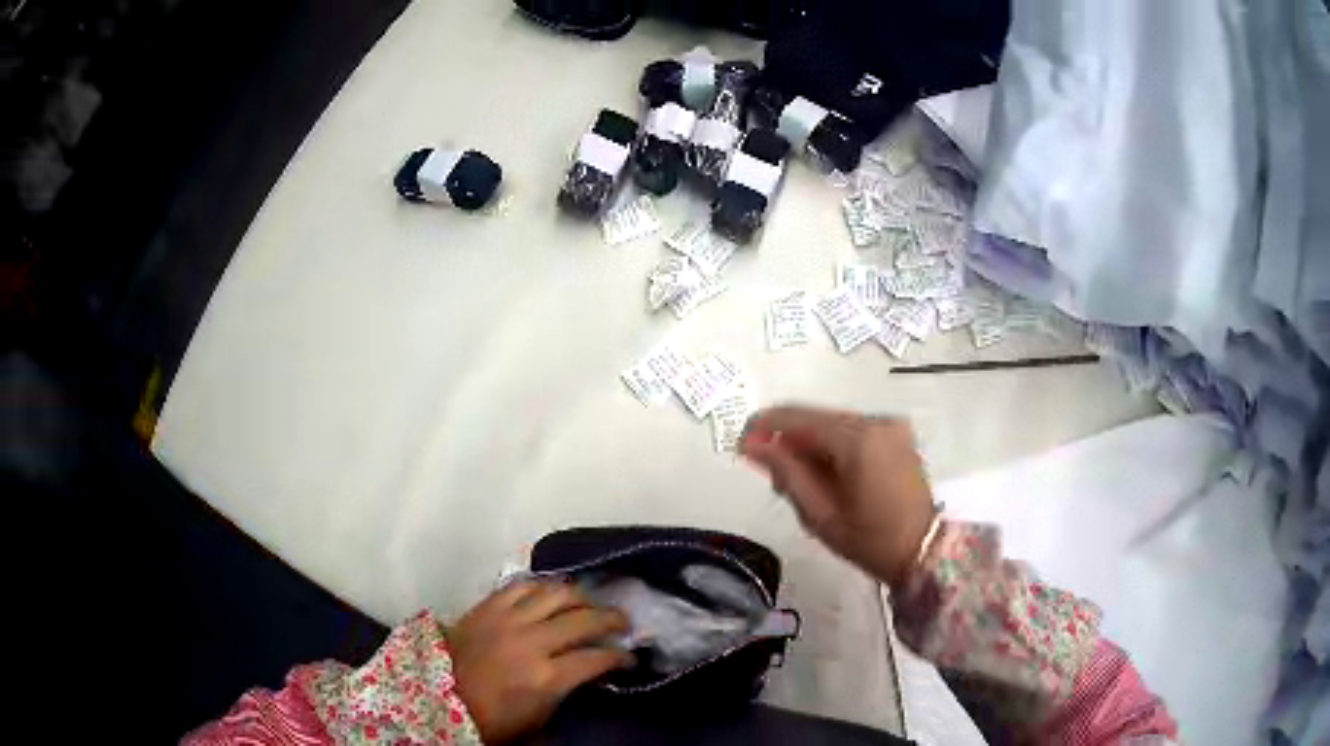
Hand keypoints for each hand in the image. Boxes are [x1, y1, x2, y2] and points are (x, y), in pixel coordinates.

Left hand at [448, 582, 633, 743]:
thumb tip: (591, 675)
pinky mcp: (487, 607)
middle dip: (611, 619)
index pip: (597, 658)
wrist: (439, 698)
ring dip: (580, 596)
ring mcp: (507, 619)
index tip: (630, 658)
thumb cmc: (492, 720)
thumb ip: (568, 693)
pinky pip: (521, 585)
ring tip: (590, 602)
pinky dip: (541, 585)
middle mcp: (531, 642)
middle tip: (623, 622)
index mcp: (546, 677)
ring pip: (555, 593)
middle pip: (583, 619)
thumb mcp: (539, 718)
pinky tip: (551, 592)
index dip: (621, 657)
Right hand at [739, 405, 936, 588]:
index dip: (765, 426)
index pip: (800, 418)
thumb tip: (753, 444)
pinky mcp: (897, 436)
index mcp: (858, 439)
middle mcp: (876, 421)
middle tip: (769, 474)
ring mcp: (890, 426)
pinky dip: (832, 448)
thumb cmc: (870, 540)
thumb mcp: (820, 514)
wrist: (923, 551)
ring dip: (809, 445)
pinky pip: (853, 433)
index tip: (740, 444)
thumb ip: (786, 472)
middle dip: (788, 440)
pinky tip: (825, 476)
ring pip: (833, 426)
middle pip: (817, 419)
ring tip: (797, 481)